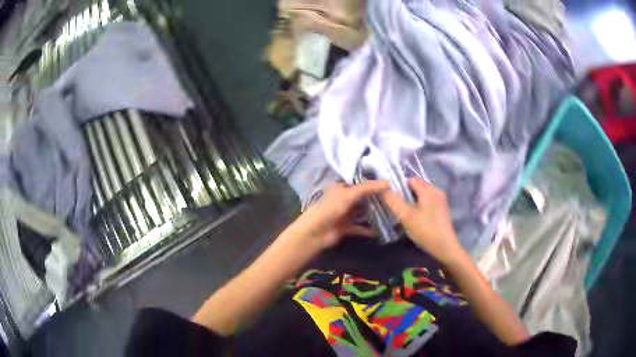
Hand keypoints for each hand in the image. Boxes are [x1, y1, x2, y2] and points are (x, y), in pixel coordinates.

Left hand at [289, 181, 389, 249]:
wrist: (316, 232)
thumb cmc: (331, 208)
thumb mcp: (350, 194)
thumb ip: (368, 188)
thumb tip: (388, 182)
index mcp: (341, 188)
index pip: (360, 183)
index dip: (373, 184)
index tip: (390, 184)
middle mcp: (343, 199)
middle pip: (362, 198)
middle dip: (376, 199)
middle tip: (394, 199)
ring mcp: (345, 214)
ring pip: (362, 213)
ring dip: (373, 214)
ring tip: (391, 213)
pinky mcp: (346, 228)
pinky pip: (360, 228)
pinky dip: (369, 230)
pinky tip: (382, 230)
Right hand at [382, 178, 463, 264]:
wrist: (444, 247)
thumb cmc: (425, 230)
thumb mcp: (405, 215)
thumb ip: (393, 201)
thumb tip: (382, 189)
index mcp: (429, 189)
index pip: (410, 180)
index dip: (398, 187)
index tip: (391, 199)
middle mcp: (436, 191)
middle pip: (416, 187)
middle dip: (404, 196)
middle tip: (395, 209)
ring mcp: (440, 201)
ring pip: (421, 196)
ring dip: (411, 203)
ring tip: (403, 216)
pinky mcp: (442, 210)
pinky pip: (427, 203)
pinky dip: (419, 208)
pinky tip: (414, 220)